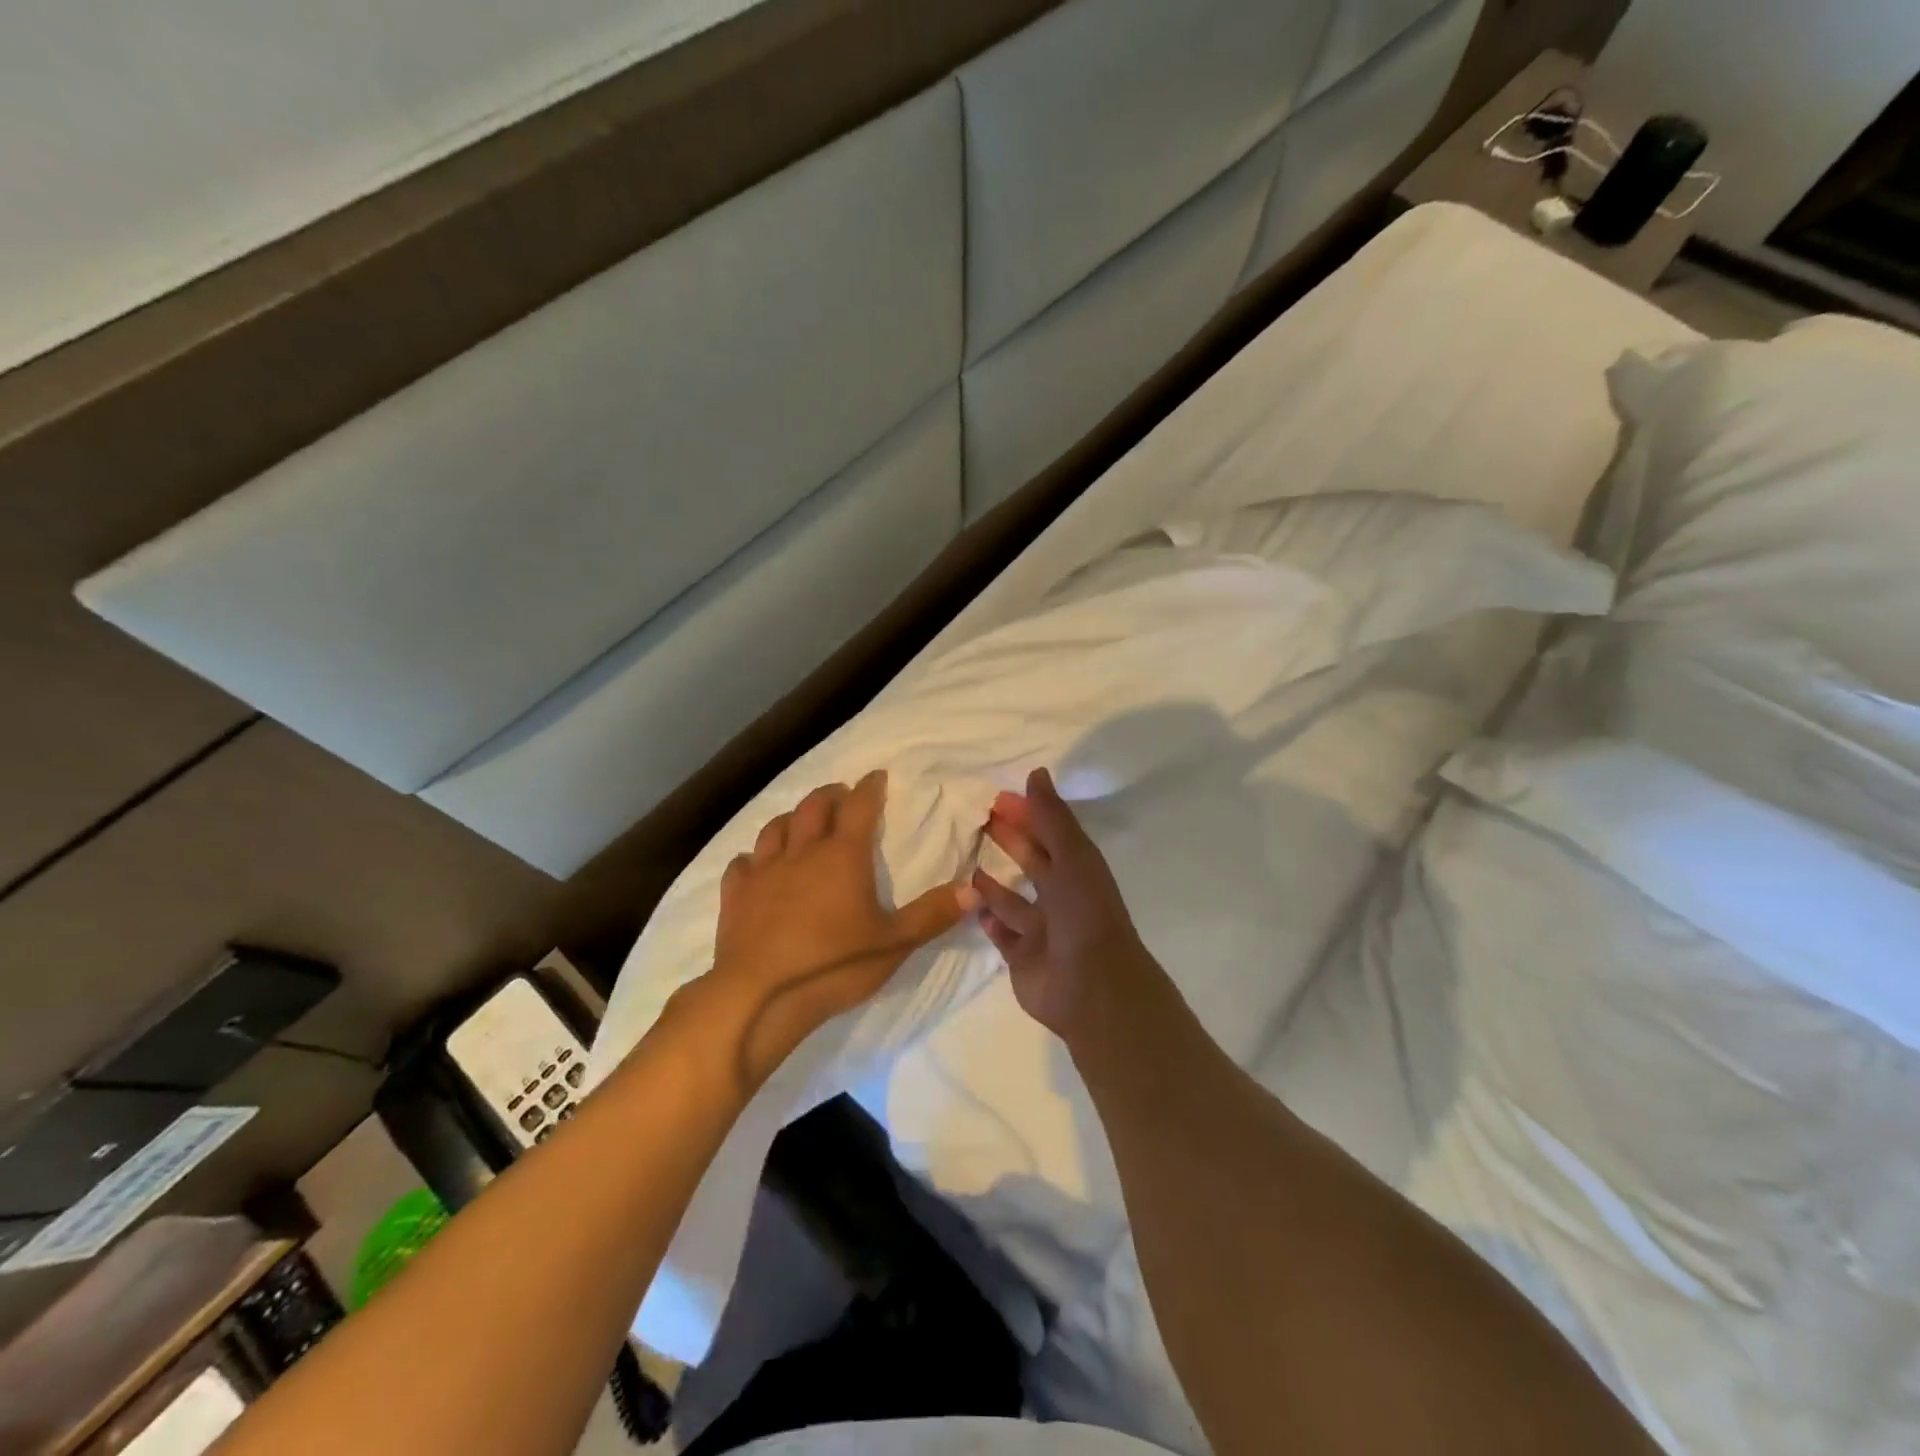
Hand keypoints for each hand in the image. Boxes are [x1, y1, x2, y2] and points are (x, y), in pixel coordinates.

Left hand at [704, 769, 975, 1087]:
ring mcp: (763, 872)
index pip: (859, 806)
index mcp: (843, 856)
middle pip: (813, 807)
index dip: (870, 787)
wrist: (759, 997)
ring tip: (801, 822)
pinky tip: (756, 865)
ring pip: (774, 828)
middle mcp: (802, 852)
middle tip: (842, 794)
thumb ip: (933, 914)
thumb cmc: (834, 965)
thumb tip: (973, 889)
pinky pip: (741, 864)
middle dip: (830, 794)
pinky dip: (753, 858)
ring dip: (791, 818)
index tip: (877, 776)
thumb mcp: (894, 944)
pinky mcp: (735, 897)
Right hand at [973, 767, 1159, 1042]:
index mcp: (1078, 871)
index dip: (1027, 814)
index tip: (997, 797)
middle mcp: (1062, 897)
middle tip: (977, 821)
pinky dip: (989, 921)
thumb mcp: (1072, 857)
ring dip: (994, 884)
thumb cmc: (1083, 914)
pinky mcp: (1023, 958)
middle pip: (1032, 863)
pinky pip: (1002, 935)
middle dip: (1010, 841)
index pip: (1049, 834)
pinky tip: (971, 905)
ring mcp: (1042, 930)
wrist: (1091, 987)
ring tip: (967, 863)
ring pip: (1014, 901)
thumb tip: (1036, 773)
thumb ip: (1052, 818)